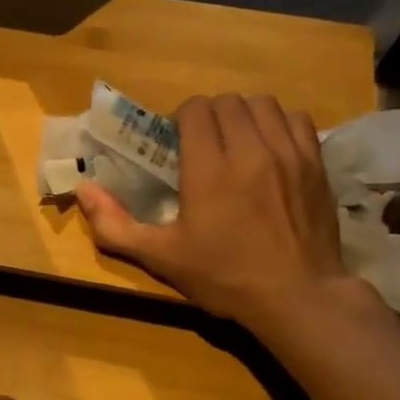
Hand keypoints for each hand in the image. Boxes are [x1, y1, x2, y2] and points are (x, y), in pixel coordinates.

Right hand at [75, 94, 364, 337]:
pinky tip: (270, 148)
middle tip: (203, 145)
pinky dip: (278, 124)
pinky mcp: (316, 163)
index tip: (176, 145)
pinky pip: (296, 119)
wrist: (298, 297)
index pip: (195, 109)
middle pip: (227, 102)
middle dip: (209, 116)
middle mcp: (249, 149)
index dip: (180, 120)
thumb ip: (115, 224)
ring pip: (262, 104)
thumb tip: (82, 190)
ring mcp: (288, 153)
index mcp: (209, 168)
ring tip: (237, 142)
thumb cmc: (224, 277)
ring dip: (244, 115)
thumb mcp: (161, 257)